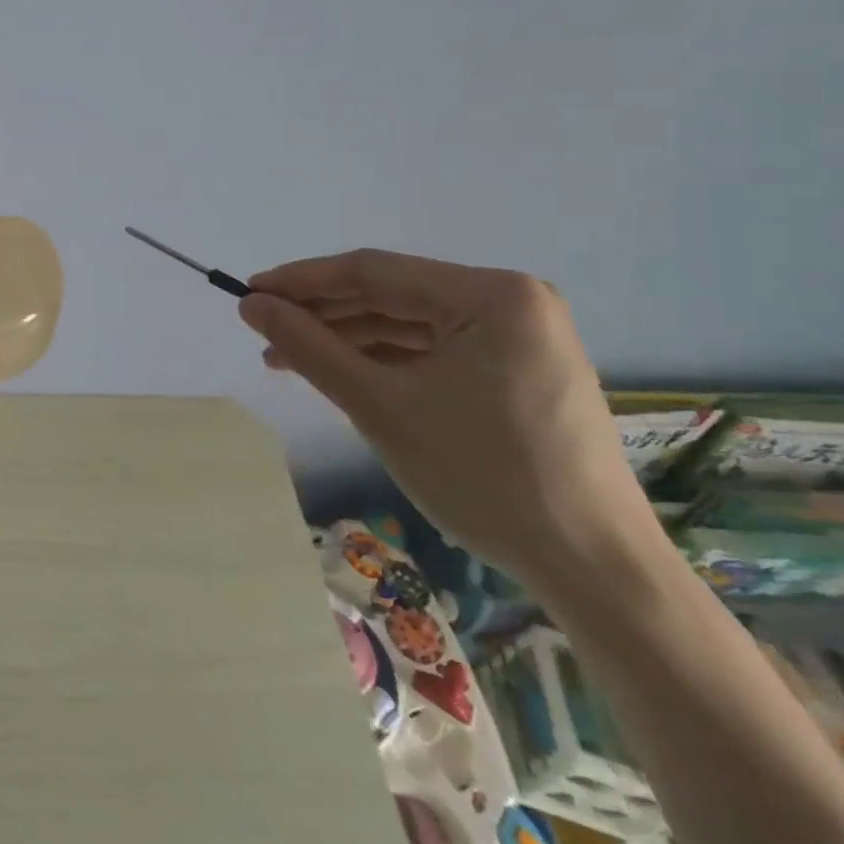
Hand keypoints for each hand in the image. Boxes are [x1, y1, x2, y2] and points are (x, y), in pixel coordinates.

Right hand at [237, 250, 663, 589]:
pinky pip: (435, 350)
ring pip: (410, 324)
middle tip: (263, 330)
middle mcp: (512, 301)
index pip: (373, 271)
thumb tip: (252, 304)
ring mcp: (520, 337)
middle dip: (323, 314)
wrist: (595, 571)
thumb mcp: (380, 405)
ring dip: (348, 339)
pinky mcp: (519, 370)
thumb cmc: (484, 476)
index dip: (302, 280)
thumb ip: (309, 347)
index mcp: (492, 294)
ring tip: (288, 359)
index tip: (248, 292)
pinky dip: (385, 361)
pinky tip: (342, 374)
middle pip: (392, 295)